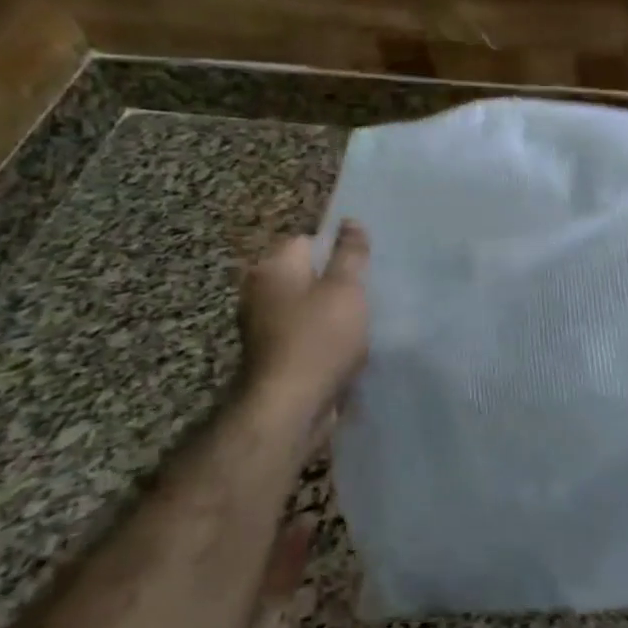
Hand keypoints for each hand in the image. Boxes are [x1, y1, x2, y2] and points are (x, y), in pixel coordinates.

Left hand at [236, 221, 369, 420]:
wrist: (290, 407)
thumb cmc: (320, 338)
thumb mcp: (346, 288)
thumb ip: (351, 253)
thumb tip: (351, 220)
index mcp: (272, 268)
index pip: (307, 240)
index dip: (337, 250)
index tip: (363, 268)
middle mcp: (259, 292)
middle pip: (306, 274)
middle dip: (336, 283)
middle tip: (367, 293)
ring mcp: (262, 326)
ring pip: (307, 306)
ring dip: (331, 313)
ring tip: (362, 321)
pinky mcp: (273, 356)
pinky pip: (304, 334)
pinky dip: (323, 338)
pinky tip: (346, 348)